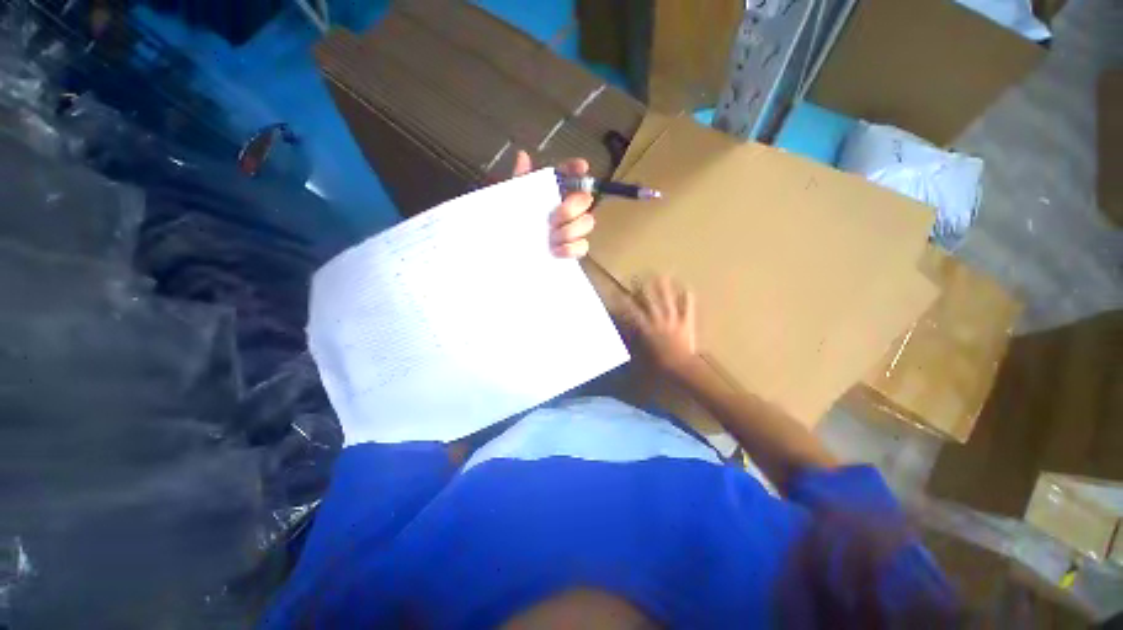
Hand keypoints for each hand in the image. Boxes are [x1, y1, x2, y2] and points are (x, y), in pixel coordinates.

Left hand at [512, 150, 594, 257]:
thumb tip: (523, 156)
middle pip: (585, 200)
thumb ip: (519, 181)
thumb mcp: (511, 202)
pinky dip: (571, 248)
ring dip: (570, 230)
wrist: (507, 253)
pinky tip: (556, 250)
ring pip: (588, 222)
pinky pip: (583, 246)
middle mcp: (566, 209)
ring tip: (552, 238)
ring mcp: (572, 230)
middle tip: (553, 220)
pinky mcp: (573, 249)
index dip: (578, 170)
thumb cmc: (510, 225)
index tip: (581, 167)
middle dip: (571, 209)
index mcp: (552, 194)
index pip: (571, 175)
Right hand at [620, 276, 699, 374]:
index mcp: (645, 327)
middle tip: (637, 277)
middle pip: (648, 298)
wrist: (682, 369)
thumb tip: (621, 336)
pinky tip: (687, 288)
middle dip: (642, 286)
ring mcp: (673, 319)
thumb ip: (629, 344)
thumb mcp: (638, 356)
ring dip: (664, 286)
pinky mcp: (687, 322)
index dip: (623, 300)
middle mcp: (657, 319)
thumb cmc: (657, 366)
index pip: (631, 309)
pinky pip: (688, 307)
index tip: (618, 293)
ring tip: (661, 274)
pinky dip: (687, 297)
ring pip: (668, 298)